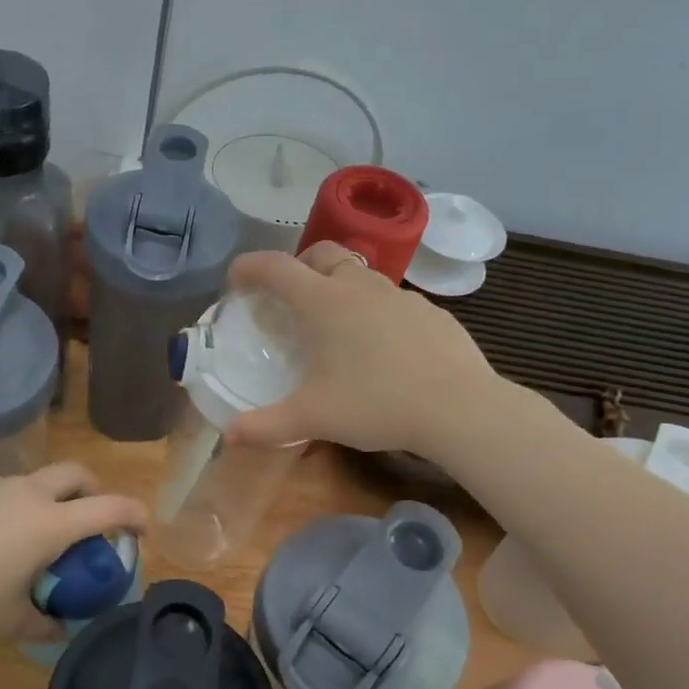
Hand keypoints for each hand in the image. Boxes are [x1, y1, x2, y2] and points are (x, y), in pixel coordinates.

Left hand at [0, 463, 145, 639]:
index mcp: (48, 524)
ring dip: (38, 501)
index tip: (142, 525)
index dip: (133, 513)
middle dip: (91, 488)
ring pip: (28, 482)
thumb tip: (61, 630)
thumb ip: (43, 624)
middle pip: (74, 473)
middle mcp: (25, 493)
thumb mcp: (9, 621)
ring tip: (18, 537)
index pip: (107, 508)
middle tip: (88, 514)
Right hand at [223, 244, 509, 458]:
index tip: (236, 281)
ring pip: (361, 274)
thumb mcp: (313, 418)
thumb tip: (228, 435)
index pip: (275, 268)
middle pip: (322, 253)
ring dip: (338, 286)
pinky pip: (393, 300)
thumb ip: (266, 425)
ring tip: (334, 325)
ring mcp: (400, 296)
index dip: (249, 267)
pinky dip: (375, 311)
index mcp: (324, 302)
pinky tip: (381, 347)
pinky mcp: (431, 312)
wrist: (460, 408)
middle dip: (298, 266)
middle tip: (288, 297)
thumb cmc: (376, 405)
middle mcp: (360, 287)